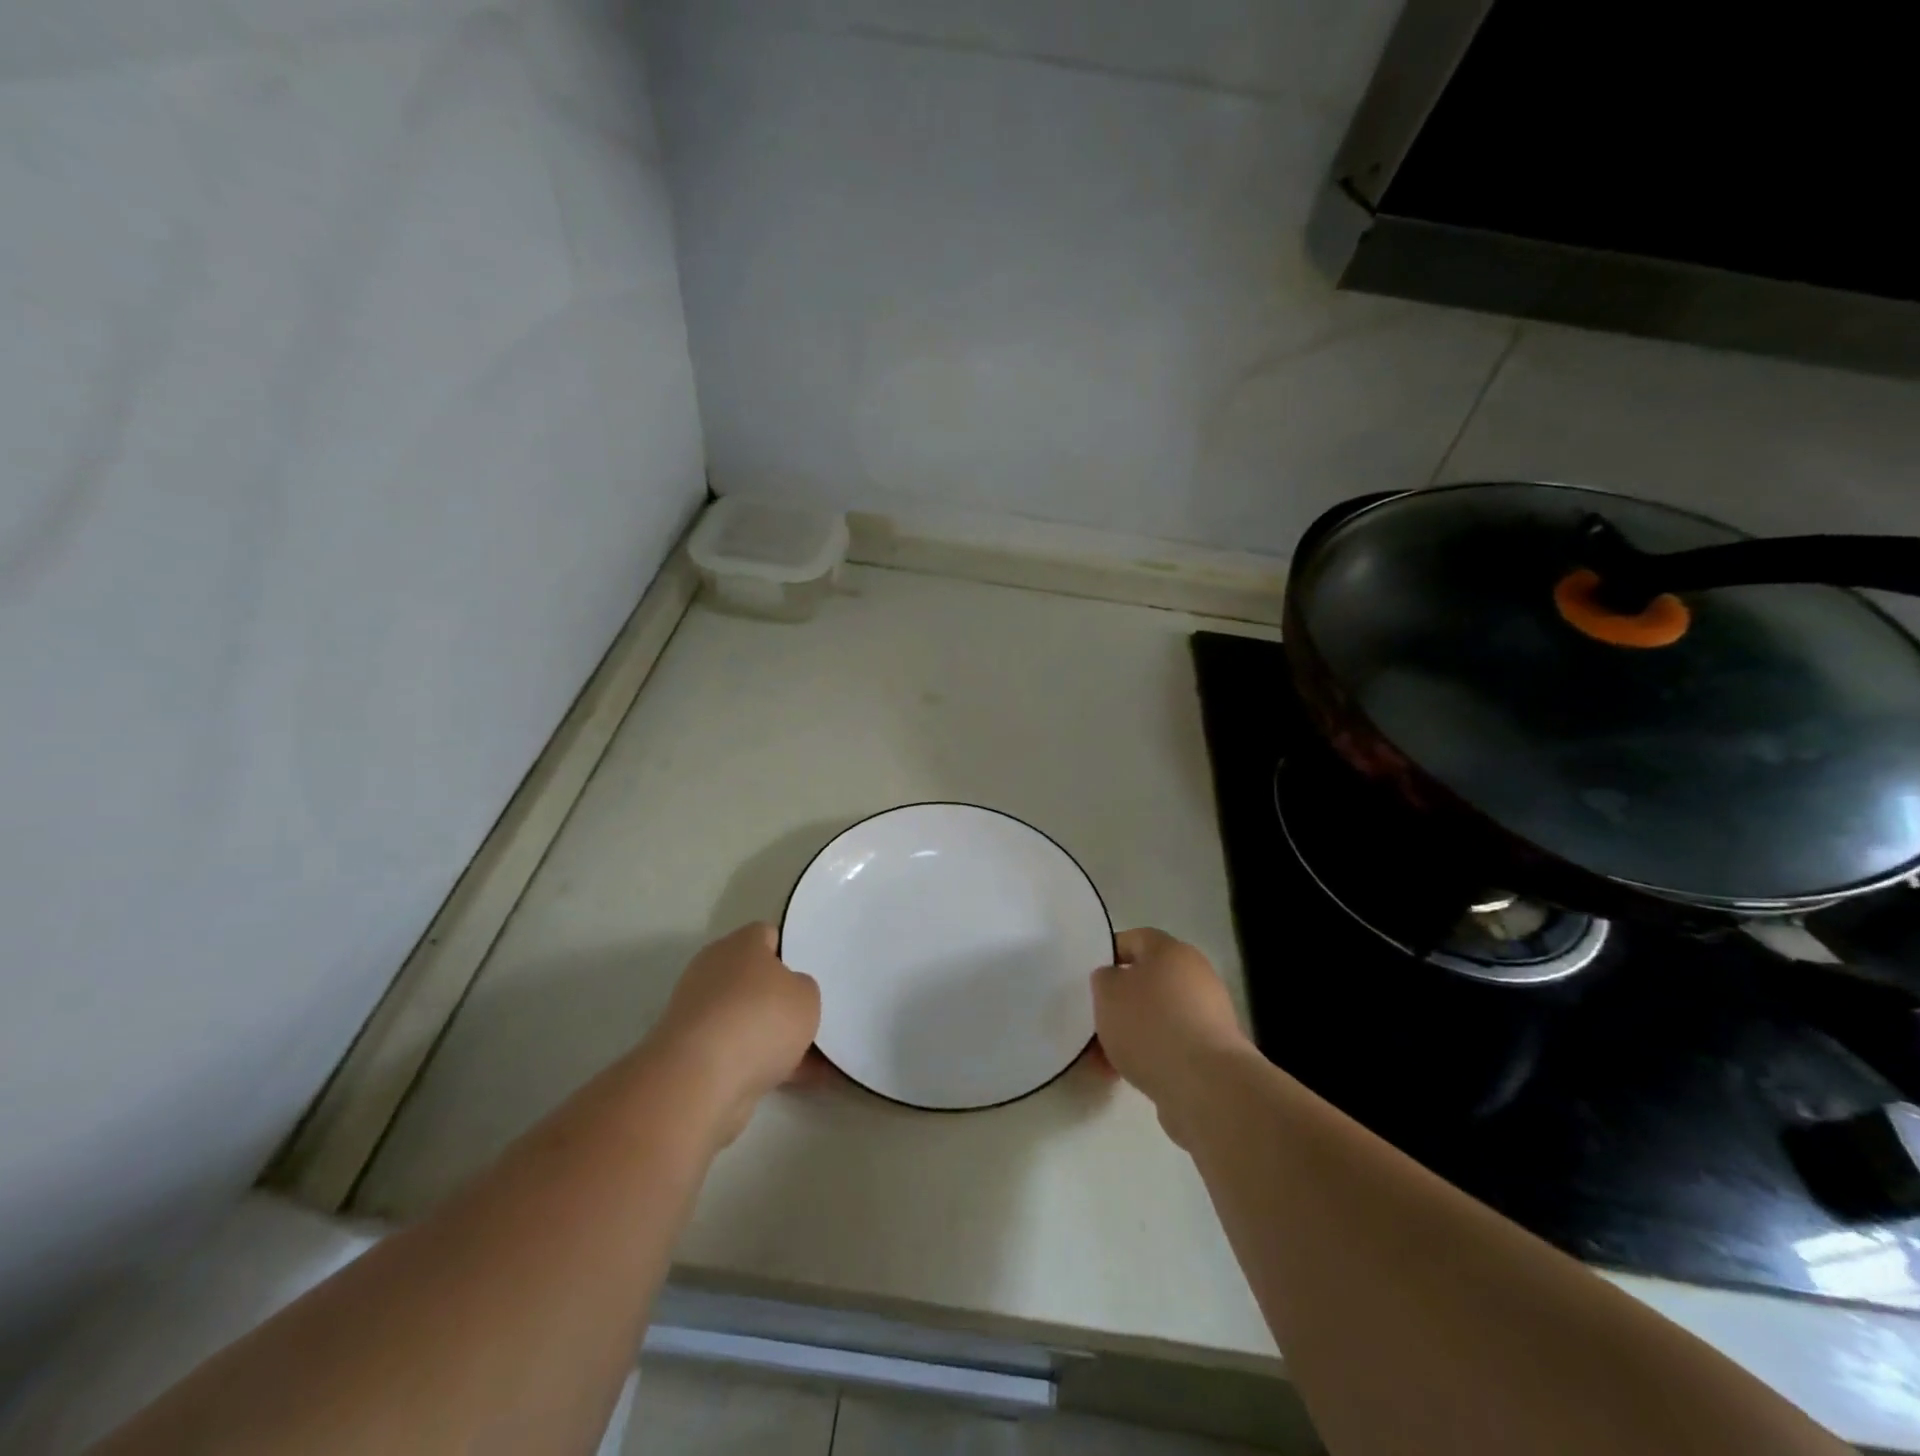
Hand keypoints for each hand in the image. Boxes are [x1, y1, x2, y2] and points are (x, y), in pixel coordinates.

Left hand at [645, 924, 821, 1146]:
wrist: (699, 1081)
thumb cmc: (760, 1020)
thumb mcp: (806, 996)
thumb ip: (804, 989)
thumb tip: (790, 994)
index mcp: (740, 945)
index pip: (767, 935)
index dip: (792, 950)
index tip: (813, 971)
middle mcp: (714, 972)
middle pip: (756, 980)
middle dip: (783, 1000)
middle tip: (814, 1014)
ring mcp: (700, 1015)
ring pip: (749, 1020)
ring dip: (776, 1038)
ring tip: (817, 1059)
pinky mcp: (693, 1054)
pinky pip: (740, 1054)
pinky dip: (765, 1066)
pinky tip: (799, 1082)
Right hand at [1091, 928, 1254, 1146]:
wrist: (1206, 1085)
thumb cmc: (1150, 1025)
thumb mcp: (1107, 993)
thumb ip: (1104, 979)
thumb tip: (1115, 981)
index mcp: (1171, 950)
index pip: (1135, 939)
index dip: (1110, 955)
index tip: (1091, 979)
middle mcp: (1195, 975)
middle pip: (1148, 981)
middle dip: (1120, 1002)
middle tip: (1096, 1021)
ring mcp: (1209, 1015)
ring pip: (1158, 1016)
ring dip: (1132, 1033)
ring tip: (1105, 1059)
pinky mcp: (1213, 1052)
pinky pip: (1172, 1045)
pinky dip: (1150, 1054)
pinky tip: (1128, 1075)